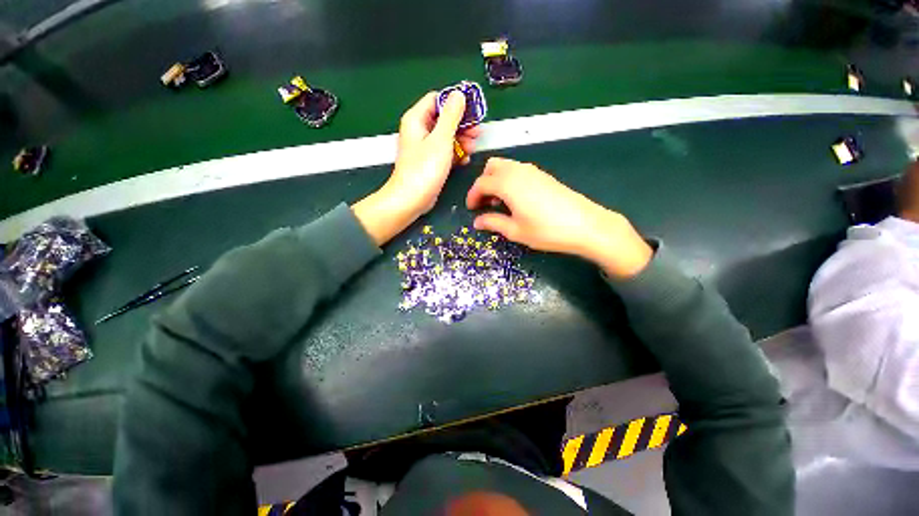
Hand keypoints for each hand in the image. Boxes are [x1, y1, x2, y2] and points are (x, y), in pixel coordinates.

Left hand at [354, 91, 479, 245]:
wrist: (412, 199)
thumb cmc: (424, 169)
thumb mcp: (441, 139)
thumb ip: (451, 115)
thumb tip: (458, 94)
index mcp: (417, 119)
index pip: (437, 100)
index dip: (455, 103)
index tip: (472, 111)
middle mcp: (419, 130)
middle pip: (444, 118)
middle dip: (462, 125)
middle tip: (477, 132)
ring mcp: (425, 148)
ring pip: (446, 136)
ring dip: (462, 140)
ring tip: (473, 148)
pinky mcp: (430, 162)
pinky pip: (445, 151)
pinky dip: (456, 153)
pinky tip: (465, 159)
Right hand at [466, 158, 652, 278]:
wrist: (585, 225)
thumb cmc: (546, 230)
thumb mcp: (515, 230)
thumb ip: (493, 223)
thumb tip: (477, 222)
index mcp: (507, 183)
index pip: (481, 183)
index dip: (472, 196)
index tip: (471, 210)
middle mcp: (518, 171)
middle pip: (492, 167)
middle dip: (483, 183)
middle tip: (484, 203)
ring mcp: (533, 171)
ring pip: (505, 166)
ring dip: (496, 181)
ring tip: (499, 203)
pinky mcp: (543, 175)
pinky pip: (518, 170)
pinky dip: (509, 180)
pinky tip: (515, 199)